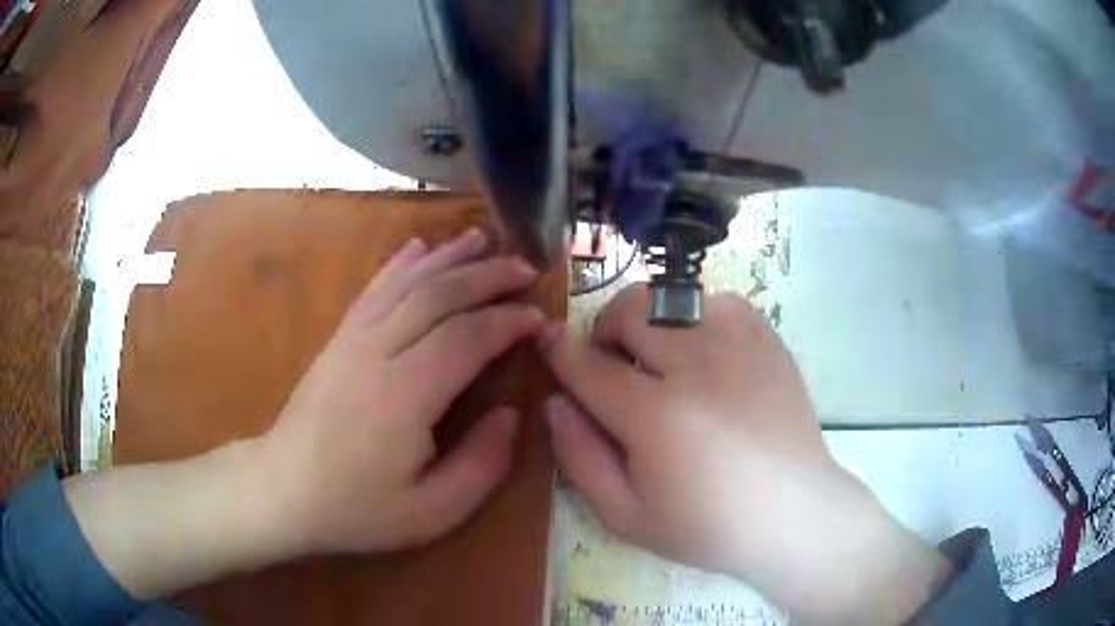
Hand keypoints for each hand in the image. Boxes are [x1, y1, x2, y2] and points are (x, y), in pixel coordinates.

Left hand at [260, 228, 544, 554]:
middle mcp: (377, 353)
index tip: (539, 317)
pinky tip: (419, 247)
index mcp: (404, 396)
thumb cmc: (357, 508)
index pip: (466, 338)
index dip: (508, 321)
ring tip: (483, 239)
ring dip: (448, 257)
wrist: (284, 491)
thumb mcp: (431, 512)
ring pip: (406, 283)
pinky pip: (373, 290)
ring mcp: (352, 340)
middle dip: (487, 276)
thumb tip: (510, 414)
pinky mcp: (338, 339)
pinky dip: (400, 263)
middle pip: (439, 296)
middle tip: (525, 268)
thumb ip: (481, 465)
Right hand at [539, 285, 948, 623]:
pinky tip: (703, 349)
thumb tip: (556, 403)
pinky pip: (722, 301)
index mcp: (655, 415)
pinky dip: (699, 314)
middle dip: (604, 328)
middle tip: (610, 361)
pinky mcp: (769, 343)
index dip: (559, 350)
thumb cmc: (708, 526)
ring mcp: (740, 347)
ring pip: (674, 296)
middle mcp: (696, 366)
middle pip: (631, 310)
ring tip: (658, 354)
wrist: (793, 515)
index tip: (546, 338)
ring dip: (651, 318)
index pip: (589, 365)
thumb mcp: (626, 516)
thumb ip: (580, 458)